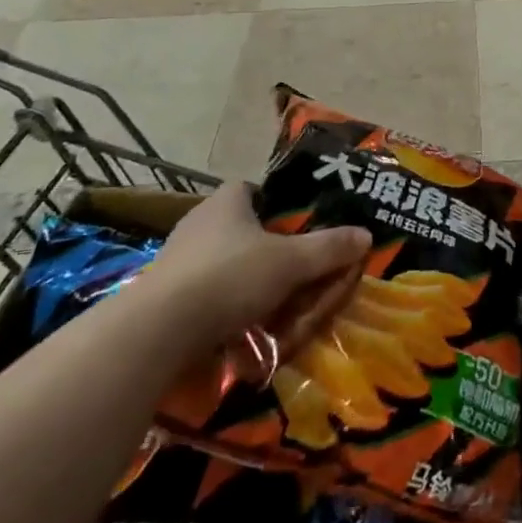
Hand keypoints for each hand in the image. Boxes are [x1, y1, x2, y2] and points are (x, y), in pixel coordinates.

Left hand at [139, 183, 370, 359]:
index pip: (252, 190)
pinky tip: (241, 332)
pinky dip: (223, 311)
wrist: (156, 333)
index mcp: (226, 202)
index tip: (298, 227)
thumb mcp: (291, 263)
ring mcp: (175, 262)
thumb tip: (366, 235)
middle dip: (266, 251)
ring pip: (222, 266)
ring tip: (273, 307)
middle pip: (241, 230)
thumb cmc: (229, 277)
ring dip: (245, 284)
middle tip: (294, 272)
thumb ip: (329, 249)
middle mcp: (197, 224)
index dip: (277, 204)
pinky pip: (203, 297)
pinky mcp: (161, 298)